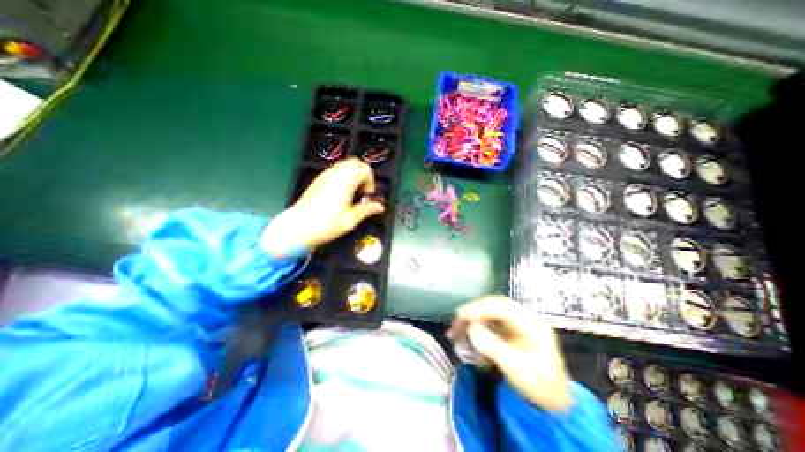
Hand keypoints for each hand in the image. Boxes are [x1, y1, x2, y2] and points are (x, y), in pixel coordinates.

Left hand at [259, 158, 380, 257]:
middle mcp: (335, 174)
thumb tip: (381, 207)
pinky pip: (335, 171)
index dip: (371, 181)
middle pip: (355, 162)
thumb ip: (368, 210)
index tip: (367, 196)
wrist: (297, 227)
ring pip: (344, 165)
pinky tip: (340, 194)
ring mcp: (325, 175)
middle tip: (361, 192)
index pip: (365, 169)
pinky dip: (343, 177)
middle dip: (363, 175)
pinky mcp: (318, 180)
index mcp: (346, 181)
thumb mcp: (351, 219)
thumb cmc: (327, 224)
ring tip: (352, 194)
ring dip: (353, 175)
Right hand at [446, 298, 571, 410]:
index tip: (461, 316)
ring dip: (473, 316)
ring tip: (457, 327)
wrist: (552, 401)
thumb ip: (493, 347)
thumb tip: (470, 328)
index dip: (480, 308)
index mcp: (533, 325)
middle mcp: (525, 318)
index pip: (503, 307)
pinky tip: (467, 330)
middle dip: (474, 310)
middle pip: (495, 305)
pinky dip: (477, 323)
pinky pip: (491, 319)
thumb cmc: (538, 386)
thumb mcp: (516, 369)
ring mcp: (518, 322)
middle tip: (456, 321)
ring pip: (491, 310)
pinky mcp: (511, 328)